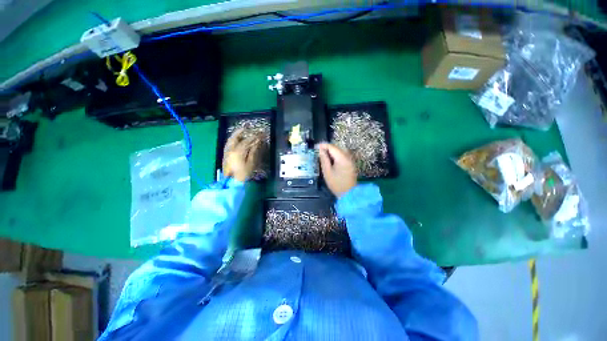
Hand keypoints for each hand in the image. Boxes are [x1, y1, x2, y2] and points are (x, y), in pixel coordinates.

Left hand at [223, 128, 265, 181]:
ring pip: (230, 140)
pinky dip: (233, 140)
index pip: (247, 141)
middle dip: (241, 131)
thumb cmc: (242, 174)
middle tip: (246, 127)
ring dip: (236, 135)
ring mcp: (226, 152)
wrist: (231, 183)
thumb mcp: (250, 163)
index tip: (260, 134)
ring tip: (241, 131)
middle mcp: (230, 149)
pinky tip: (236, 140)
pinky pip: (228, 144)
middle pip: (235, 138)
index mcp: (238, 151)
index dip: (254, 137)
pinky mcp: (225, 155)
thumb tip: (256, 144)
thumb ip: (253, 152)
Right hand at [318, 143, 356, 197]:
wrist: (348, 193)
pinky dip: (336, 155)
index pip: (332, 147)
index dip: (323, 145)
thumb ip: (324, 159)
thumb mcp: (327, 172)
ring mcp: (350, 160)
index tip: (316, 146)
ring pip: (340, 151)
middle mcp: (348, 157)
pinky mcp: (351, 164)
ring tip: (323, 154)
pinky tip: (331, 159)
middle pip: (337, 148)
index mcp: (342, 158)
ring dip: (332, 151)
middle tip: (319, 151)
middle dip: (327, 147)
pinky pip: (343, 155)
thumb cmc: (336, 184)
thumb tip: (321, 150)